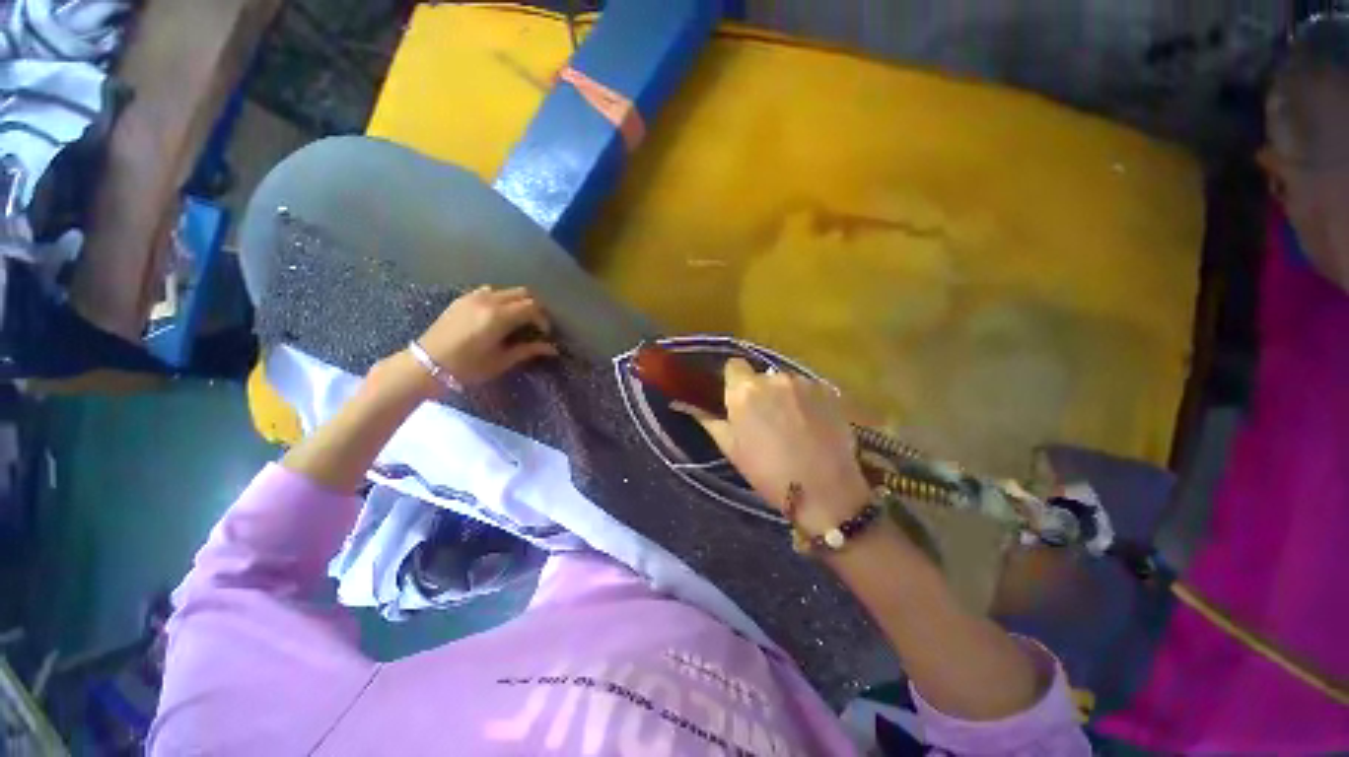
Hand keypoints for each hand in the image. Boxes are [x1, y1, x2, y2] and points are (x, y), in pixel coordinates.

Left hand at [415, 286, 557, 388]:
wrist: (426, 364)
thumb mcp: (501, 361)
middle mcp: (489, 301)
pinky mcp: (462, 299)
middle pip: (523, 293)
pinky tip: (498, 315)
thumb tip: (552, 349)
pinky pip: (489, 291)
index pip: (533, 307)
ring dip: (518, 302)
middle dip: (534, 307)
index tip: (544, 333)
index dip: (543, 319)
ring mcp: (473, 297)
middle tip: (535, 325)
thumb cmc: (467, 367)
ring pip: (507, 290)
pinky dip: (501, 299)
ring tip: (518, 320)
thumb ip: (528, 350)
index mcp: (499, 317)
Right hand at [691, 359, 871, 534]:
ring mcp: (804, 382)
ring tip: (792, 424)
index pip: (733, 366)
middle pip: (761, 375)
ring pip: (785, 381)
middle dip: (760, 391)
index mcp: (745, 391)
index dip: (734, 381)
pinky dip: (806, 400)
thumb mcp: (731, 448)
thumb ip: (708, 419)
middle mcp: (773, 378)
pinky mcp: (827, 390)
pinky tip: (812, 424)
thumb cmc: (768, 473)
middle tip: (765, 419)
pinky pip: (808, 388)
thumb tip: (685, 404)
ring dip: (784, 395)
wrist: (824, 490)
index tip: (738, 401)